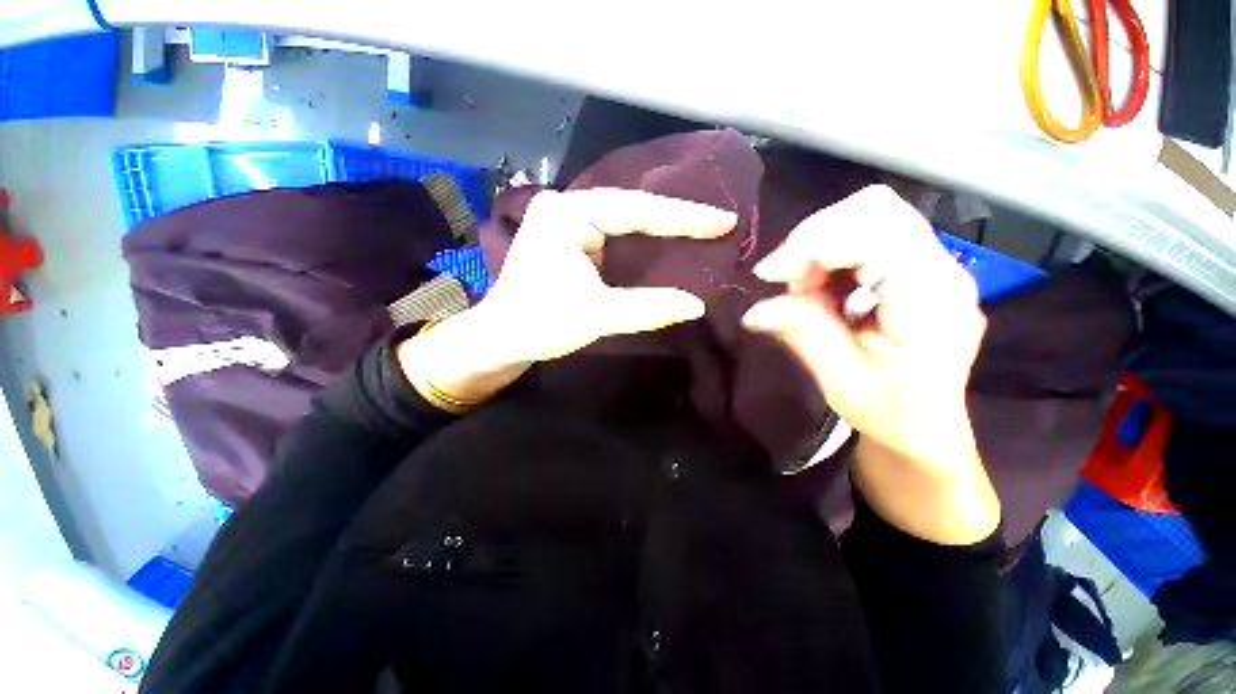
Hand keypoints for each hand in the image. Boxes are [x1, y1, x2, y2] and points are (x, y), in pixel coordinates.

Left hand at [399, 189, 735, 405]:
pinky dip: (640, 239)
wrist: (502, 337)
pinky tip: (664, 240)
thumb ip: (647, 307)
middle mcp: (566, 207)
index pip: (635, 210)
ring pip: (623, 219)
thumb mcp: (597, 315)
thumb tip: (697, 305)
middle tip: (719, 222)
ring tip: (700, 227)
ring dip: (659, 226)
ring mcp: (566, 221)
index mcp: (568, 215)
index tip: (724, 220)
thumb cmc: (541, 323)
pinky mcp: (569, 239)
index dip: (683, 216)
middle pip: (631, 208)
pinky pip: (613, 233)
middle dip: (675, 217)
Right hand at [742, 185, 997, 544]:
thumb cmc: (892, 414)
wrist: (926, 430)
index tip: (769, 276)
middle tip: (789, 281)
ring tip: (803, 288)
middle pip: (874, 208)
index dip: (813, 243)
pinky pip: (866, 237)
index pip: (874, 231)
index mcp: (932, 298)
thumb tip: (755, 309)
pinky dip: (829, 254)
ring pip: (868, 216)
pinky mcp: (915, 269)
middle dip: (815, 238)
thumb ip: (803, 333)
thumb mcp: (842, 381)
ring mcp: (932, 265)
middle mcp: (941, 269)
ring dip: (820, 245)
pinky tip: (820, 287)